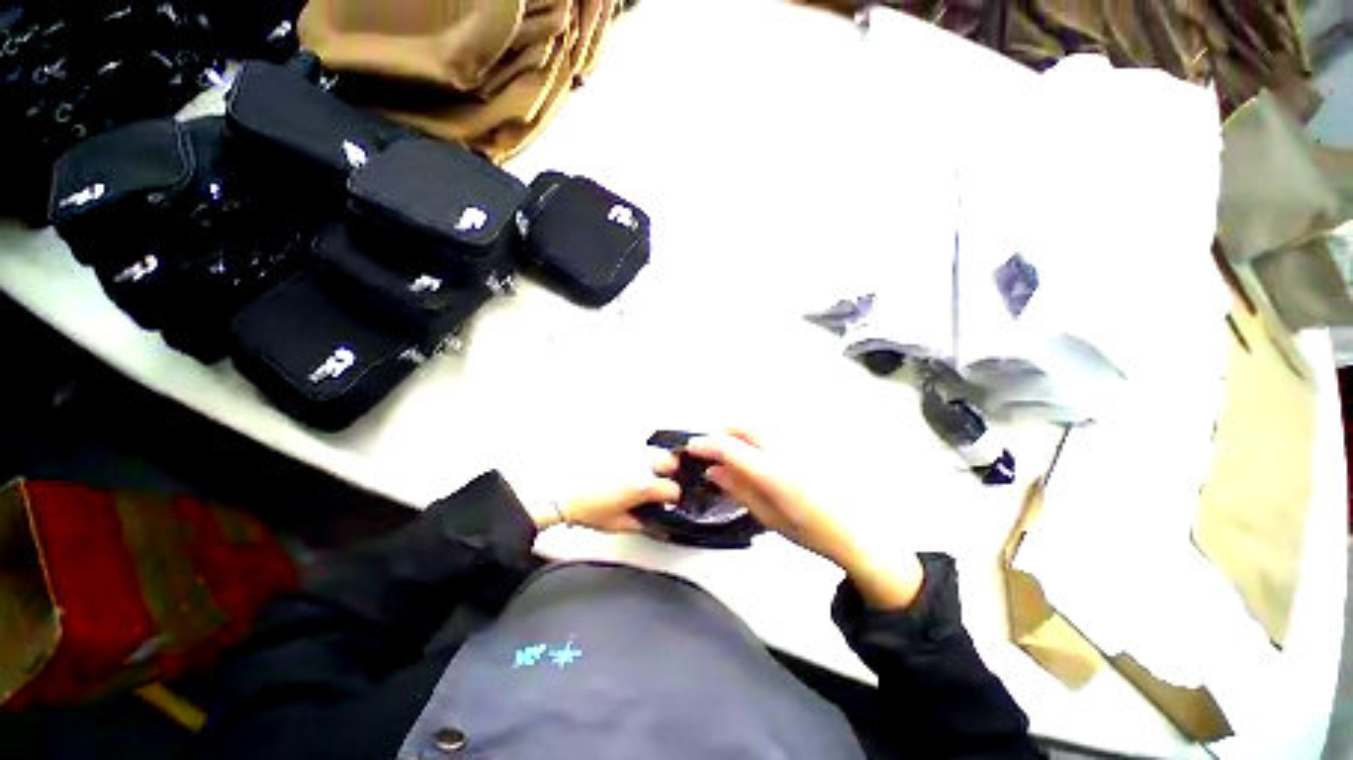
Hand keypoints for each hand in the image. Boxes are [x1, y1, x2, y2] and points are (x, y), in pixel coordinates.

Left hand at [534, 446, 680, 533]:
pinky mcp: (618, 442)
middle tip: (661, 482)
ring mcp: (629, 449)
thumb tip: (652, 521)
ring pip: (655, 448)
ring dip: (657, 459)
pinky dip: (642, 444)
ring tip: (647, 469)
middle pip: (670, 461)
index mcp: (643, 485)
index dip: (672, 498)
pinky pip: (637, 438)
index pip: (672, 489)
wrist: (559, 490)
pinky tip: (636, 452)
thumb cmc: (585, 507)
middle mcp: (640, 463)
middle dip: (670, 472)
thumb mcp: (616, 524)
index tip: (668, 500)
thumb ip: (641, 523)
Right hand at [685, 430, 923, 608]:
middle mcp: (784, 450)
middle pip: (744, 426)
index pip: (729, 447)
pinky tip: (758, 457)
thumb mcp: (768, 517)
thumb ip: (739, 489)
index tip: (692, 447)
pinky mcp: (807, 443)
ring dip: (740, 434)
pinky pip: (773, 431)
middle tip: (713, 452)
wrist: (857, 532)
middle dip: (723, 433)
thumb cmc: (812, 532)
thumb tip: (713, 470)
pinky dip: (757, 437)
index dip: (706, 444)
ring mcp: (798, 443)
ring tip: (734, 455)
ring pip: (758, 425)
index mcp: (773, 473)